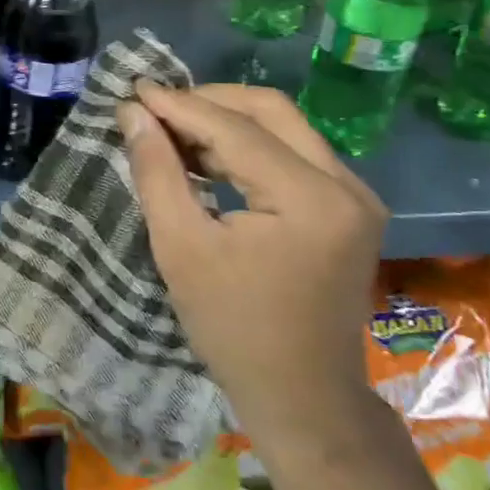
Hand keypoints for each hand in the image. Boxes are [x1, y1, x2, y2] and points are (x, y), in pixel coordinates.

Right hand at [117, 83, 386, 444]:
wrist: (303, 400)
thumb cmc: (234, 329)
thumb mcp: (181, 248)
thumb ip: (157, 171)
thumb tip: (134, 112)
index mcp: (310, 199)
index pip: (236, 129)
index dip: (180, 105)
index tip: (135, 89)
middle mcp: (346, 185)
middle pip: (270, 111)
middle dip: (208, 102)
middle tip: (157, 108)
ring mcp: (356, 195)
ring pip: (285, 127)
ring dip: (228, 122)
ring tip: (174, 131)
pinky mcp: (351, 208)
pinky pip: (296, 153)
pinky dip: (251, 147)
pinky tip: (210, 157)